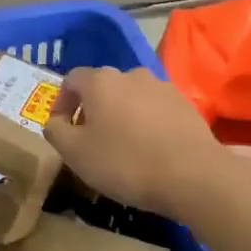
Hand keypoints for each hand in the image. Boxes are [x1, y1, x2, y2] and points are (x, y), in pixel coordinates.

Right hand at [42, 65, 226, 214]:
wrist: (194, 176)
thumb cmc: (125, 162)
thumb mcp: (75, 153)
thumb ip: (56, 132)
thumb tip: (55, 122)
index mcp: (99, 81)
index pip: (70, 80)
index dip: (61, 103)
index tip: (62, 129)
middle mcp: (130, 74)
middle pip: (102, 87)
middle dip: (92, 110)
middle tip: (90, 140)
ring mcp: (161, 87)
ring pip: (130, 97)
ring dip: (121, 115)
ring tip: (122, 146)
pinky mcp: (185, 104)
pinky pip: (155, 109)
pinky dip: (146, 123)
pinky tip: (150, 149)